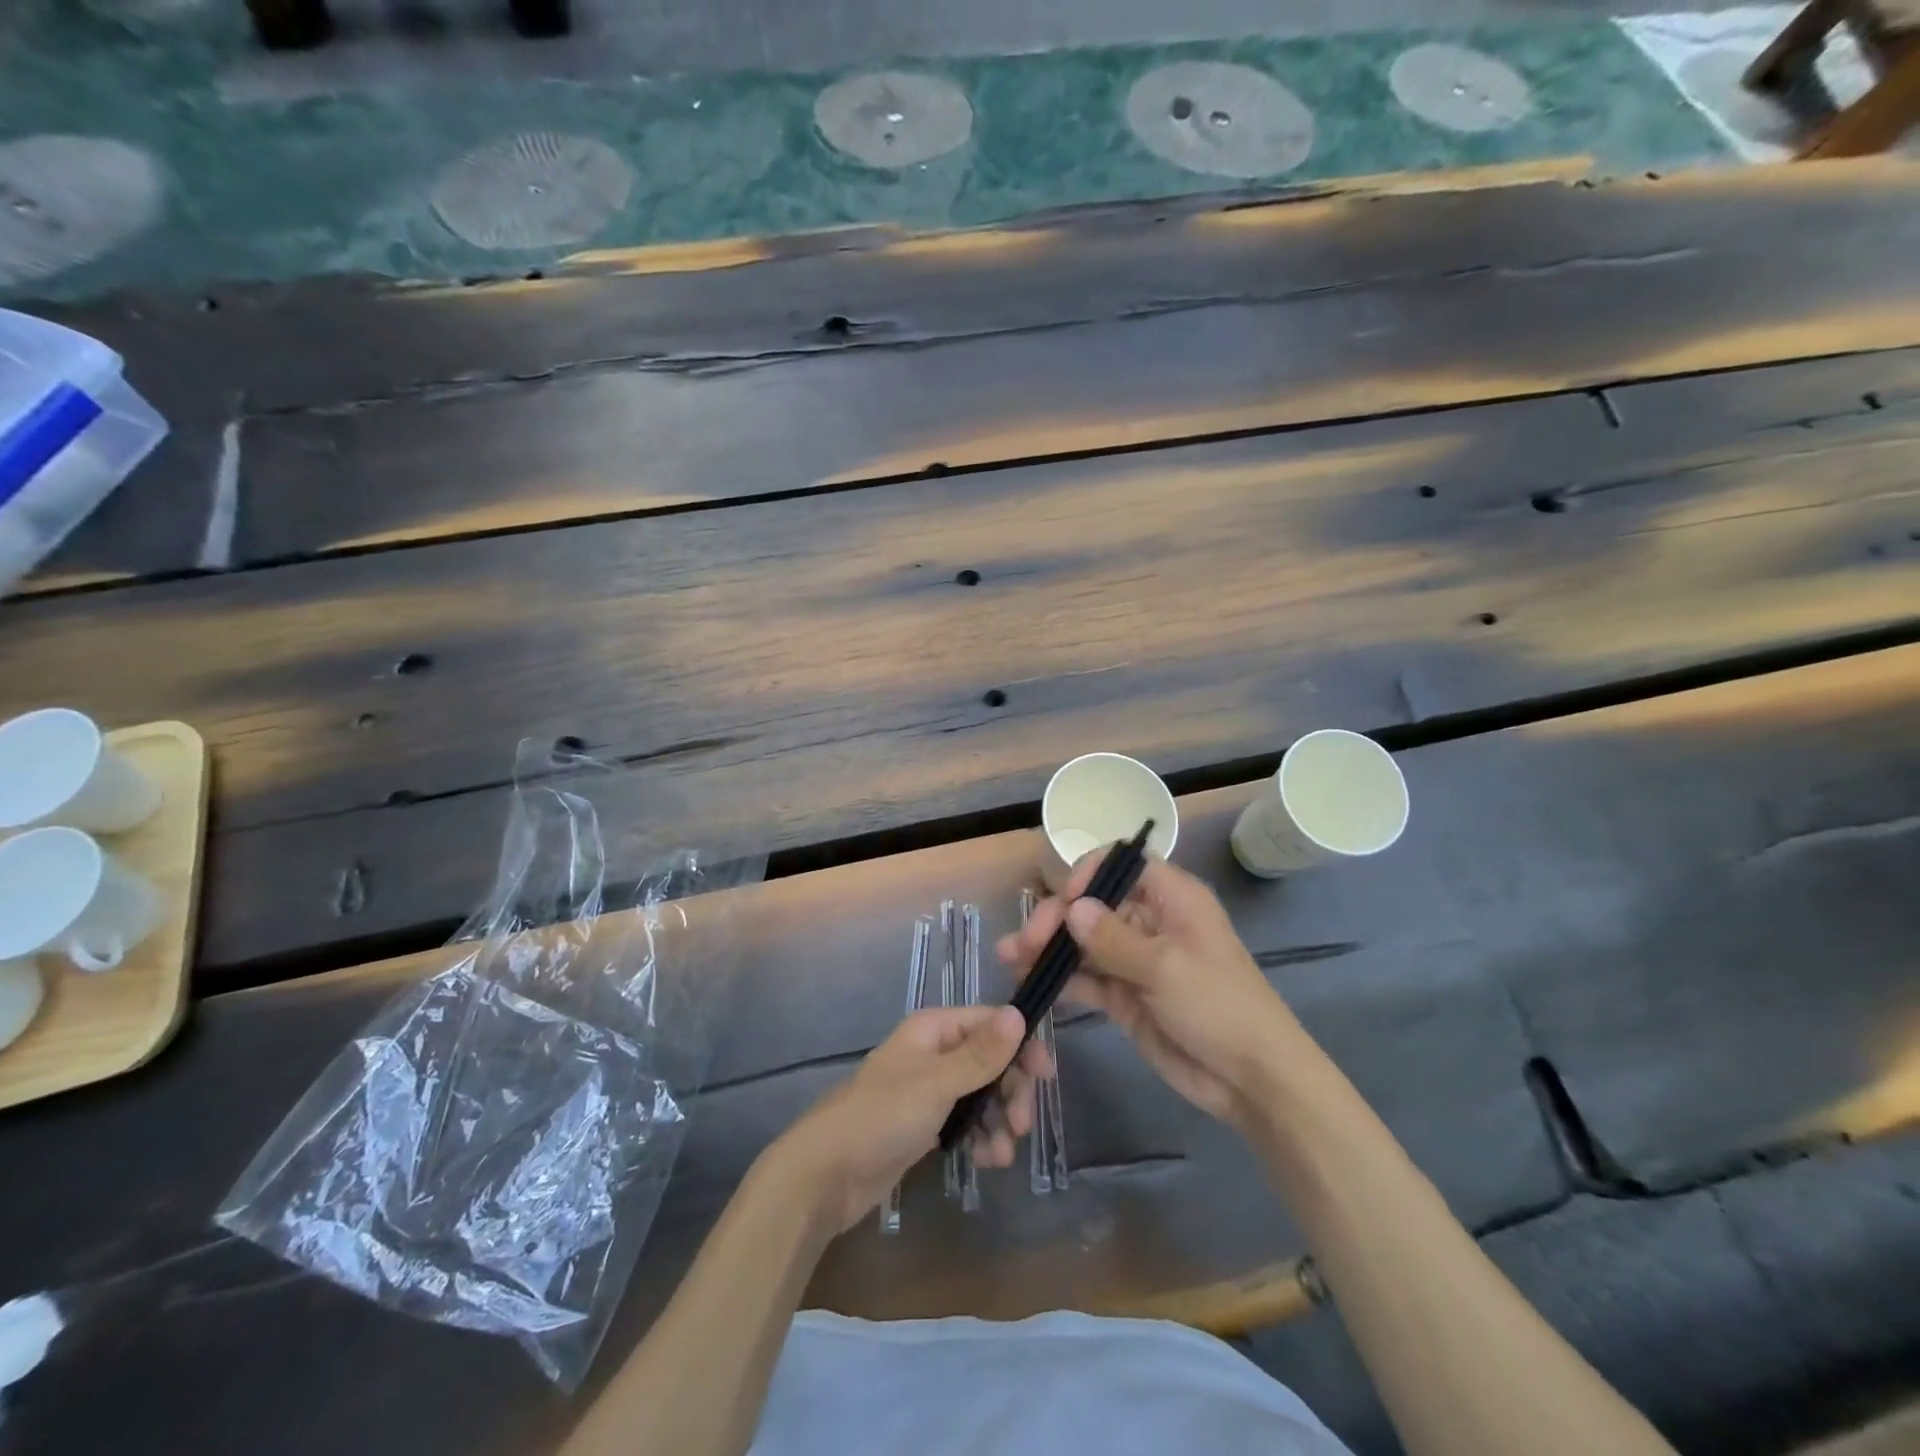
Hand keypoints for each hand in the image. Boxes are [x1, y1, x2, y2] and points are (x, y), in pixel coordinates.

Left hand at [770, 1005, 1052, 1235]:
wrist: (825, 1174)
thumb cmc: (881, 1117)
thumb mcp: (937, 1084)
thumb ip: (980, 1053)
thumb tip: (1019, 1013)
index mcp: (933, 1030)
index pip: (989, 1023)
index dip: (1020, 1045)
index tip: (1046, 1075)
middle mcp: (933, 1053)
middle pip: (989, 1060)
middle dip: (1010, 1090)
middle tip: (1023, 1124)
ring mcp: (928, 1091)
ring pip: (980, 1095)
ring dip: (999, 1120)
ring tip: (1003, 1154)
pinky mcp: (924, 1125)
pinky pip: (965, 1122)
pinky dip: (981, 1138)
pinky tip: (987, 1161)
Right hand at [998, 855, 1301, 1128]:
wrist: (1251, 1080)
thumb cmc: (1219, 1006)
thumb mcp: (1165, 967)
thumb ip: (1113, 938)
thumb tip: (1071, 907)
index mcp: (1171, 898)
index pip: (1122, 864)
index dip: (1089, 874)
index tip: (1065, 901)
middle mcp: (1150, 921)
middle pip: (1094, 904)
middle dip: (1057, 917)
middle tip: (1027, 942)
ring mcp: (1135, 960)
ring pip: (1084, 942)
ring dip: (1049, 948)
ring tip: (1011, 958)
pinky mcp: (1125, 996)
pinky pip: (1087, 978)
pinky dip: (1061, 979)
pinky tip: (1031, 983)